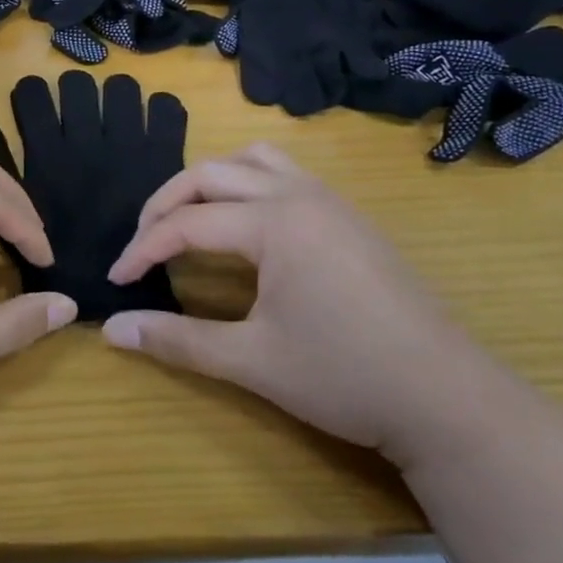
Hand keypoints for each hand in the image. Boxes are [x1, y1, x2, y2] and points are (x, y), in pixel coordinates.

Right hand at [101, 144, 496, 467]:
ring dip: (210, 181)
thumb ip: (176, 340)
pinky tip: (246, 225)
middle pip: (210, 174)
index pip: (186, 223)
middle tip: (143, 244)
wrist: (451, 401)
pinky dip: (248, 183)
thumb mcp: (251, 361)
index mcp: (274, 222)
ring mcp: (330, 202)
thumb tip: (111, 330)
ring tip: (190, 217)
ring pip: (253, 160)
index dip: (143, 249)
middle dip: (165, 204)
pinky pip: (286, 174)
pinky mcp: (349, 218)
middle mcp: (299, 195)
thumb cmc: (346, 377)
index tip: (117, 279)